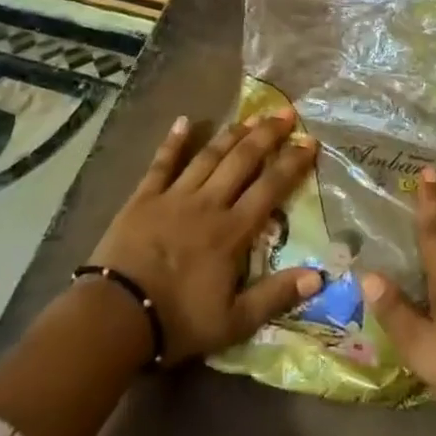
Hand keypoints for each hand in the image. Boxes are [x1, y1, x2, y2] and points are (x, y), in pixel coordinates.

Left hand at [88, 110, 322, 364]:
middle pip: (242, 160)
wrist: (115, 317)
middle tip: (285, 113)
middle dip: (266, 135)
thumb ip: (276, 296)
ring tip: (251, 116)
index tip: (310, 141)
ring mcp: (174, 196)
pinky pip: (162, 163)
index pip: (270, 187)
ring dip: (231, 134)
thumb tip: (319, 275)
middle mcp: (209, 203)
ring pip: (209, 156)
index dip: (292, 162)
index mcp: (232, 230)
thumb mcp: (234, 322)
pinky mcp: (144, 198)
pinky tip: (184, 121)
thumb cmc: (177, 321)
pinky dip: (173, 141)